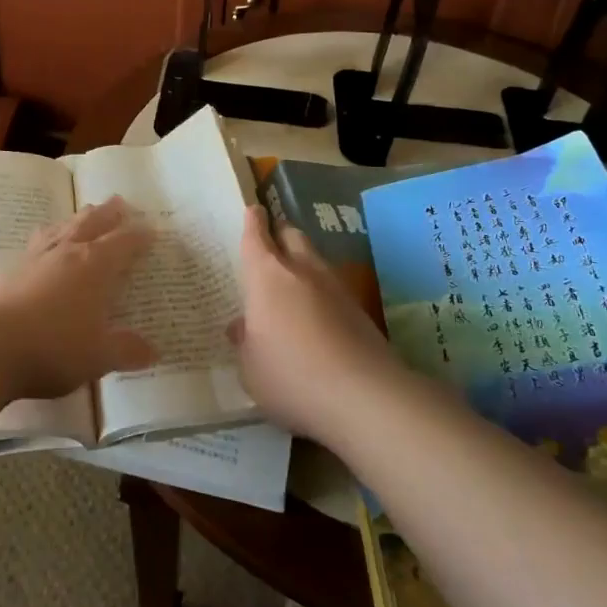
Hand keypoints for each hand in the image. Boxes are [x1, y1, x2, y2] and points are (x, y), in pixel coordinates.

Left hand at [0, 196, 154, 400]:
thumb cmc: (54, 348)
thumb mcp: (99, 356)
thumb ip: (126, 350)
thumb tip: (154, 351)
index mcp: (96, 266)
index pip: (124, 243)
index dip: (139, 236)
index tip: (151, 230)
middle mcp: (68, 252)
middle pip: (92, 223)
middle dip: (109, 213)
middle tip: (119, 202)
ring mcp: (37, 257)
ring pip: (63, 227)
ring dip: (78, 218)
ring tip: (85, 213)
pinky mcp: (12, 269)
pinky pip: (37, 242)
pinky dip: (49, 236)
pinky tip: (44, 242)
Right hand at [227, 205, 398, 440]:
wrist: (364, 396)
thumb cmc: (291, 376)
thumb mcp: (250, 368)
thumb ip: (245, 342)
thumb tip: (242, 327)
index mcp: (266, 276)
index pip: (256, 236)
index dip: (253, 221)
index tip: (253, 211)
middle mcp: (301, 270)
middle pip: (291, 235)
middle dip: (280, 236)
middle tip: (270, 249)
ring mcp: (335, 287)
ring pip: (315, 260)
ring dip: (302, 265)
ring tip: (292, 289)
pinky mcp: (359, 309)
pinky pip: (332, 288)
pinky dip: (321, 293)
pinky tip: (316, 319)